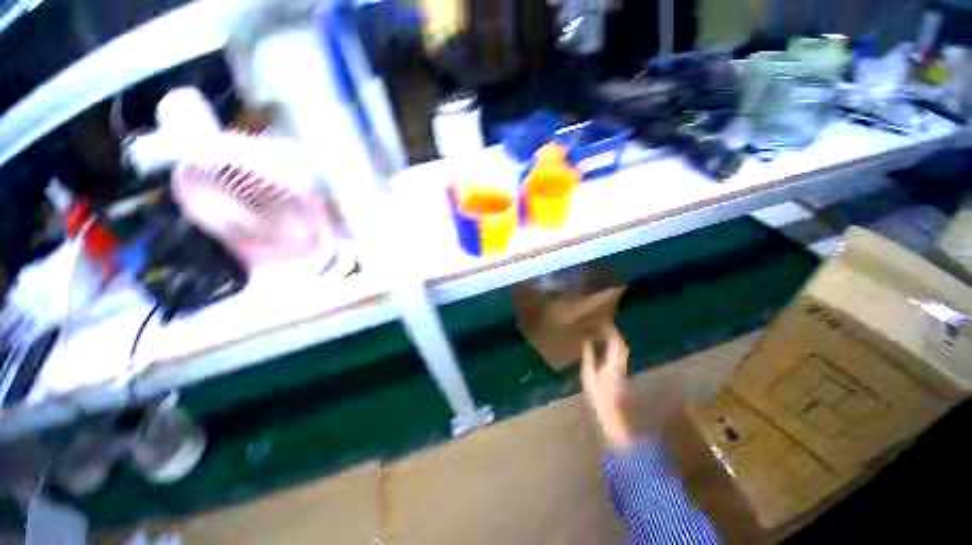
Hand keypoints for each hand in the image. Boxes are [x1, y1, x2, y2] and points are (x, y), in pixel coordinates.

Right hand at [581, 326, 633, 448]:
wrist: (613, 413)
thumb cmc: (599, 395)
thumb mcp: (589, 374)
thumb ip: (589, 356)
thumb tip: (587, 342)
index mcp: (613, 362)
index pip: (615, 342)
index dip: (611, 331)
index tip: (604, 322)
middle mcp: (621, 362)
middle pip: (621, 345)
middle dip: (614, 334)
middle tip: (604, 326)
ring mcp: (623, 368)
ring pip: (621, 350)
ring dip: (615, 340)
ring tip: (605, 334)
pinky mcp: (622, 373)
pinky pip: (620, 355)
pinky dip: (615, 348)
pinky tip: (607, 348)